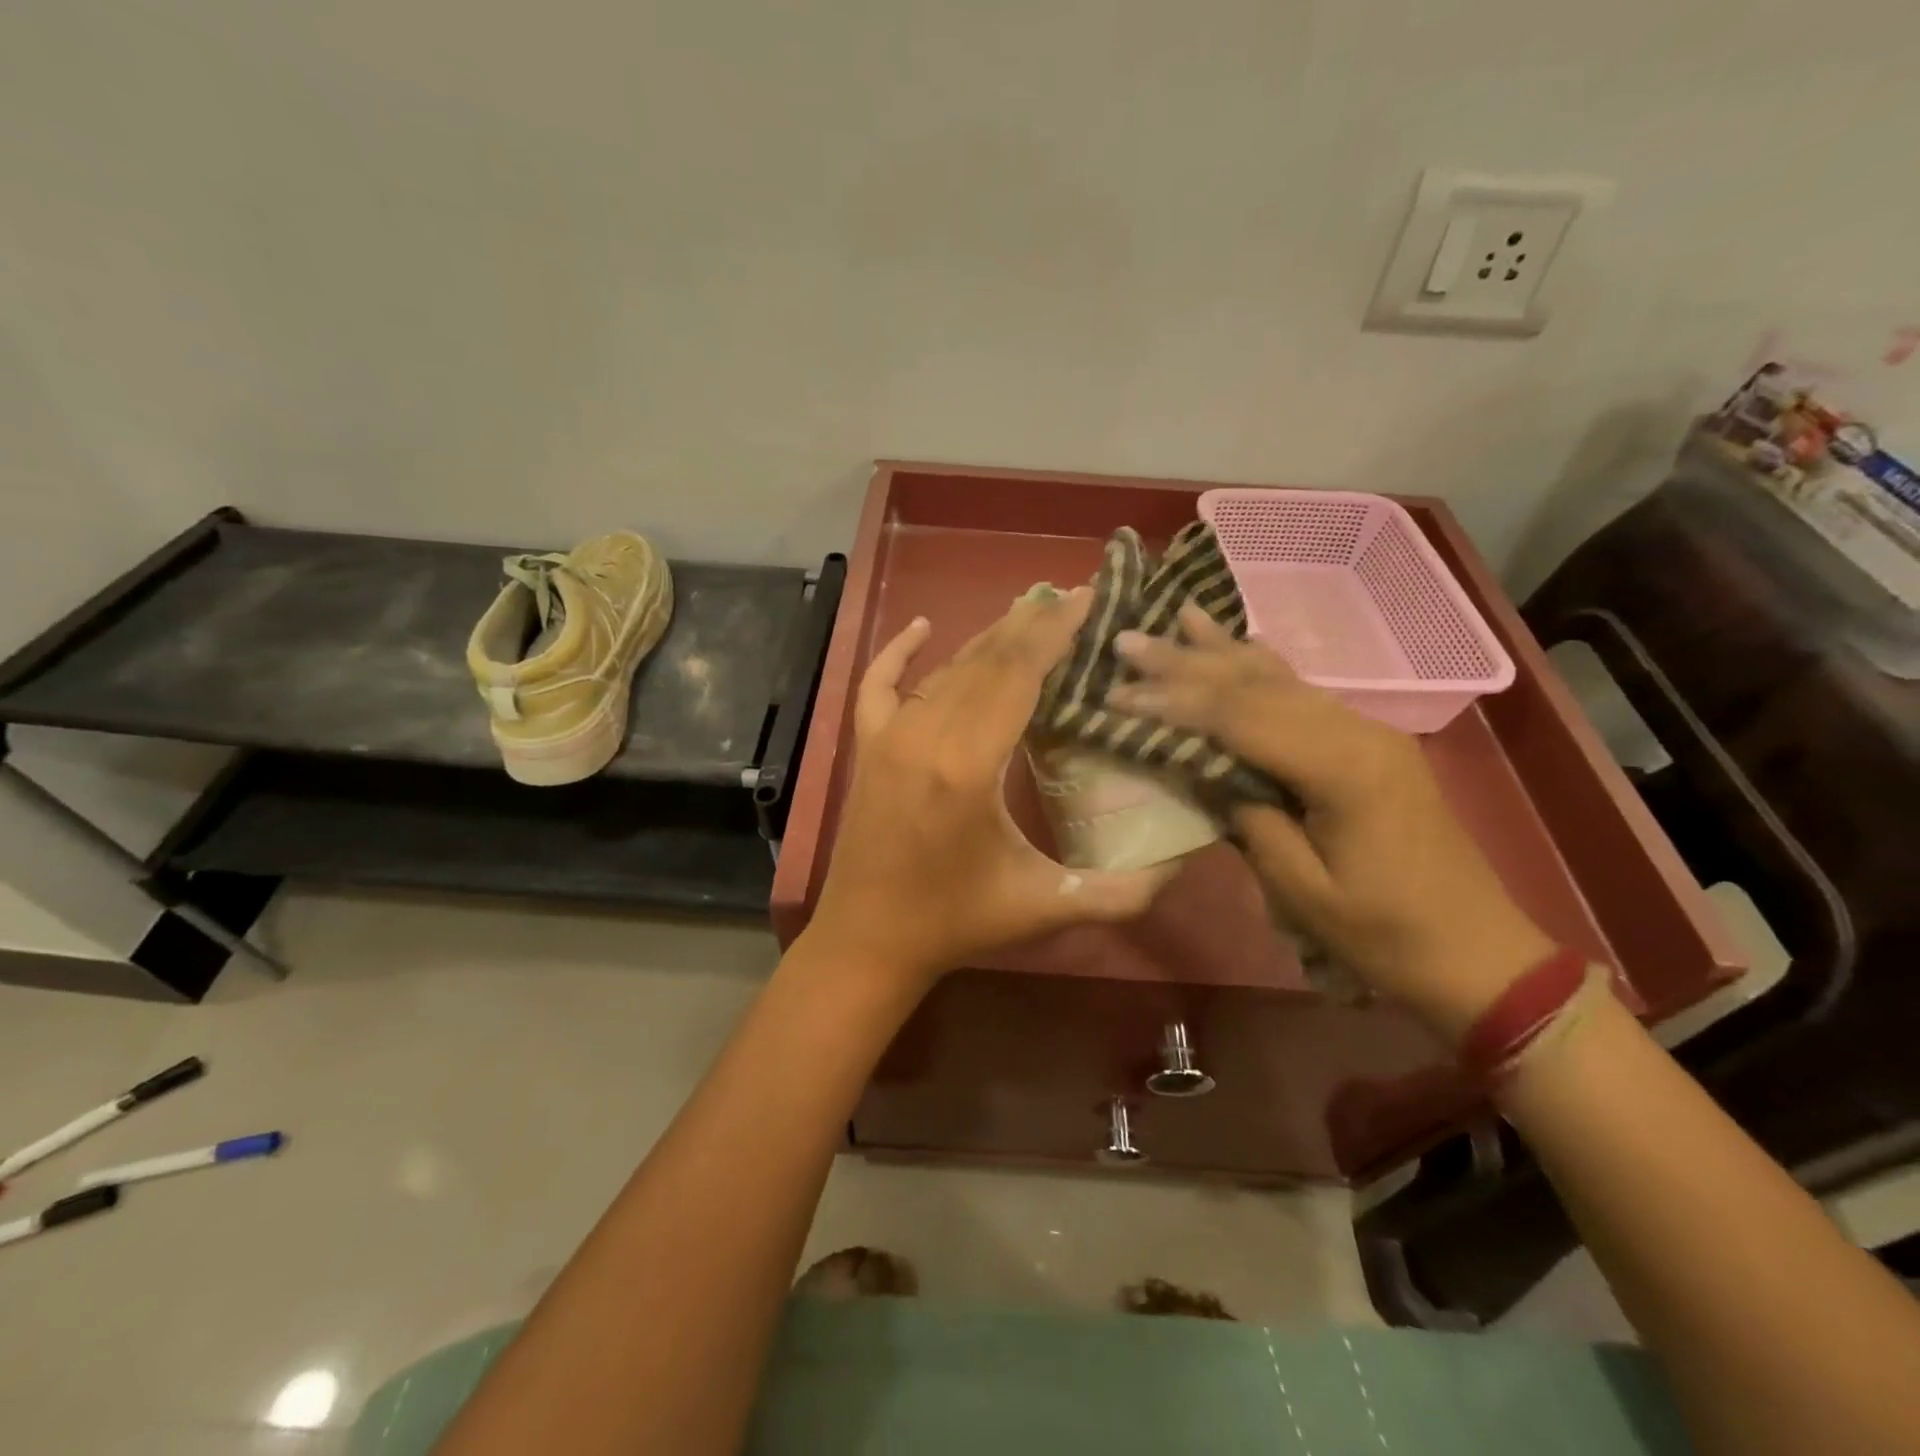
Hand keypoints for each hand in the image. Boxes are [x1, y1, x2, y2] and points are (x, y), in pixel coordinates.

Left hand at [806, 590, 1171, 984]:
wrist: (869, 939)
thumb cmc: (958, 922)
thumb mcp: (1047, 907)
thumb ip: (1123, 892)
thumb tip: (1184, 862)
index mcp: (969, 764)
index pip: (1018, 674)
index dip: (1055, 632)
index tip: (1088, 598)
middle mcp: (926, 734)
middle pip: (986, 660)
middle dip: (1033, 624)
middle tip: (1073, 597)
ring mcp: (889, 736)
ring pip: (946, 668)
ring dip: (989, 638)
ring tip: (1030, 613)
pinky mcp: (867, 747)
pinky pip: (878, 684)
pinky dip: (898, 652)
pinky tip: (920, 627)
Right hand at [1111, 606, 1553, 1039]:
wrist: (1479, 954)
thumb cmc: (1386, 935)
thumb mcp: (1304, 891)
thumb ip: (1251, 822)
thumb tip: (1210, 773)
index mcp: (1342, 769)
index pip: (1240, 718)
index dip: (1175, 703)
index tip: (1118, 692)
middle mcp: (1356, 732)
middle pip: (1257, 686)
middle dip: (1187, 662)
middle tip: (1129, 638)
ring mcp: (1368, 733)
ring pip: (1282, 680)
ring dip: (1223, 651)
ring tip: (1179, 614)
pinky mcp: (1369, 745)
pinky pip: (1304, 695)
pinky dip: (1263, 668)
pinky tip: (1244, 643)